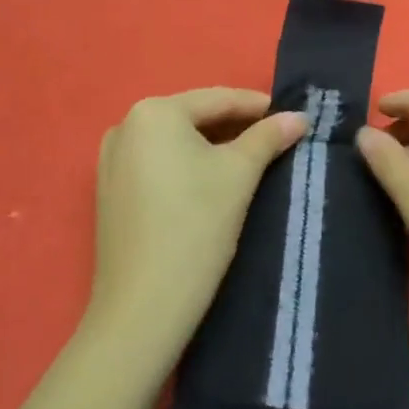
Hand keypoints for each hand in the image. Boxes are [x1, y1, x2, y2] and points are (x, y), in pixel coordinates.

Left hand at [87, 88, 307, 358]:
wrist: (142, 309)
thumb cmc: (195, 227)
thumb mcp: (239, 175)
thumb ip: (269, 137)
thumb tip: (299, 117)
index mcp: (153, 112)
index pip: (217, 99)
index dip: (258, 106)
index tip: (291, 115)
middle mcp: (126, 126)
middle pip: (194, 117)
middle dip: (235, 126)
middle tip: (275, 137)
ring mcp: (112, 159)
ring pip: (175, 141)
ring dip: (212, 146)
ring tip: (251, 158)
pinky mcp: (110, 190)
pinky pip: (157, 163)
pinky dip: (186, 165)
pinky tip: (212, 180)